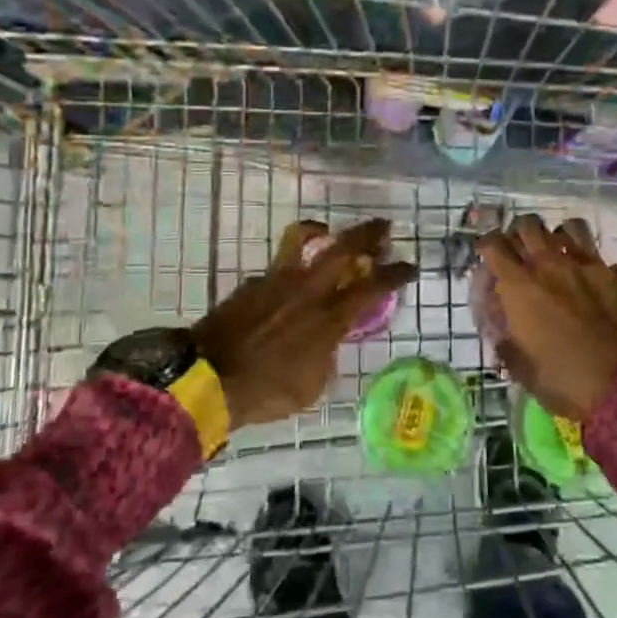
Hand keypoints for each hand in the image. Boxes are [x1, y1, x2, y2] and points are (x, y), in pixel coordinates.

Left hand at [196, 219, 416, 428]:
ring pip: (302, 239)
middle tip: (383, 227)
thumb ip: (327, 357)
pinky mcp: (252, 283)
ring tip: (328, 232)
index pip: (372, 286)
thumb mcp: (312, 386)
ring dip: (322, 231)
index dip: (396, 273)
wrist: (206, 379)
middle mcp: (307, 290)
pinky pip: (278, 266)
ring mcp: (277, 281)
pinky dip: (291, 268)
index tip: (410, 265)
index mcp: (329, 317)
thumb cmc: (265, 390)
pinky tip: (289, 285)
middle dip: (369, 233)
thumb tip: (327, 343)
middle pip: (344, 247)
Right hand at [478, 214, 616, 421]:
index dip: (486, 245)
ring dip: (557, 237)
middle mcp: (552, 265)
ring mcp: (590, 267)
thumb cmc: (563, 381)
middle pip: (529, 225)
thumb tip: (502, 327)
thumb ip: (505, 339)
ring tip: (557, 253)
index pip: (494, 245)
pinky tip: (591, 280)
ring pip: (569, 228)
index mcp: (520, 286)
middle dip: (519, 234)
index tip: (487, 254)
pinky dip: (591, 264)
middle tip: (520, 251)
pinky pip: (601, 257)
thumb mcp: (520, 368)